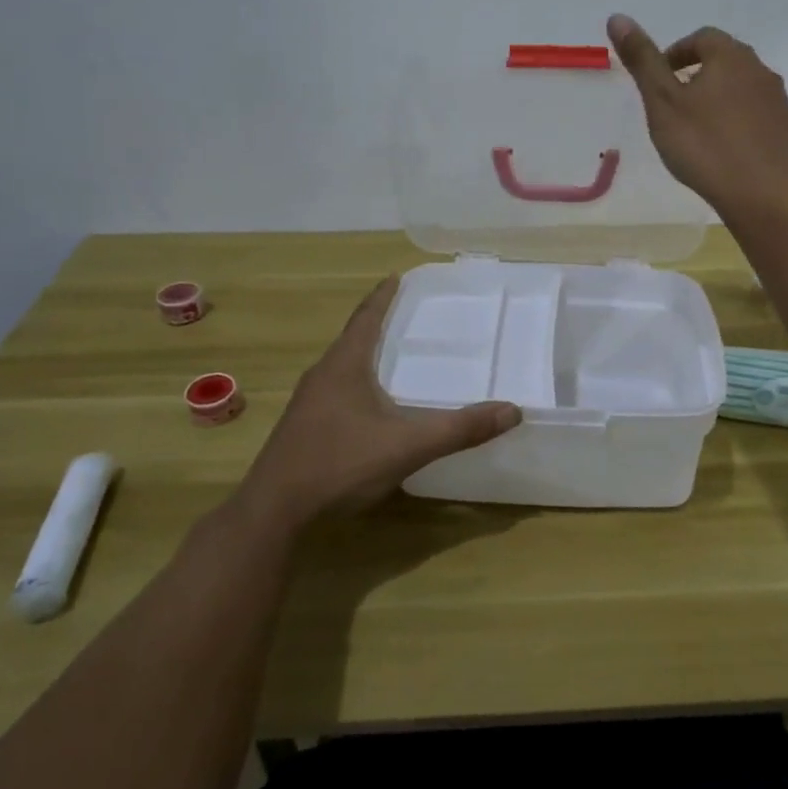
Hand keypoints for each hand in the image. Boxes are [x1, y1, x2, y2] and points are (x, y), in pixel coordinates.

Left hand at [234, 277, 521, 530]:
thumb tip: (512, 410)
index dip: (383, 297)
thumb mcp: (407, 446)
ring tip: (391, 353)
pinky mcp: (303, 427)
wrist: (275, 511)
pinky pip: (335, 390)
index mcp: (344, 366)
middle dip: (377, 322)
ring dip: (365, 353)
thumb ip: (459, 429)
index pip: (366, 318)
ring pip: (341, 366)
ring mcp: (308, 403)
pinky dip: (357, 382)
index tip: (396, 277)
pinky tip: (370, 404)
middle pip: (352, 338)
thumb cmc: (340, 464)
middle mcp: (322, 376)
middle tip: (405, 313)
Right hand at [607, 16, 787, 212]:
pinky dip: (739, 123)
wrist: (761, 193)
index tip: (660, 79)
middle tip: (675, 104)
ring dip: (721, 99)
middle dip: (699, 75)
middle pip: (726, 61)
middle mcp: (761, 71)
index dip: (677, 53)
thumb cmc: (704, 145)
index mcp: (730, 57)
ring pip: (744, 89)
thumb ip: (642, 61)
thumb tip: (617, 17)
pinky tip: (725, 150)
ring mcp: (779, 102)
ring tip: (698, 130)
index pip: (702, 38)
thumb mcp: (662, 102)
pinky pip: (758, 117)